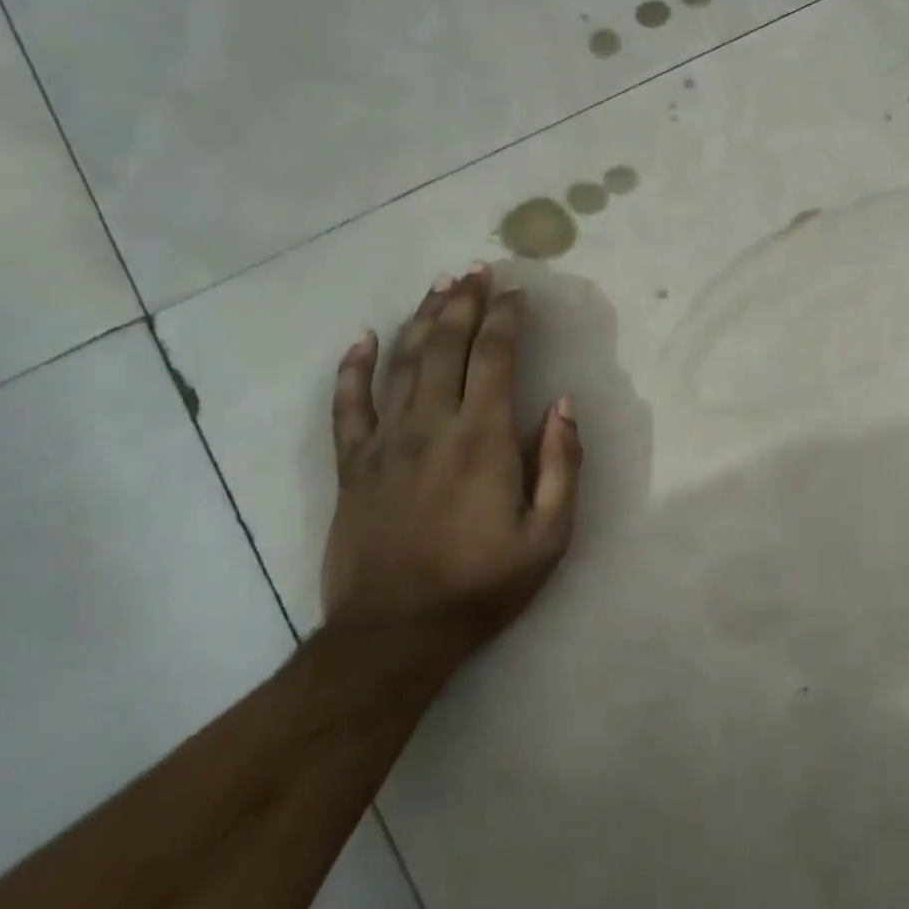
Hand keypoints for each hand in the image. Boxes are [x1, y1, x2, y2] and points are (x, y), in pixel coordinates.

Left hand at [322, 264, 581, 649]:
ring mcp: (385, 443)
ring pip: (402, 364)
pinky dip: (353, 369)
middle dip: (464, 302)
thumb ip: (561, 464)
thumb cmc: (482, 584)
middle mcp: (432, 426)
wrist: (393, 637)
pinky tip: (362, 340)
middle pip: (446, 346)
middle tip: (476, 270)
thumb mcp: (549, 534)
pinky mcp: (352, 467)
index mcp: (482, 438)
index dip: (506, 318)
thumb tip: (561, 405)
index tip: (516, 292)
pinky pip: (347, 407)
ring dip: (421, 319)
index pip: (495, 357)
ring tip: (438, 287)